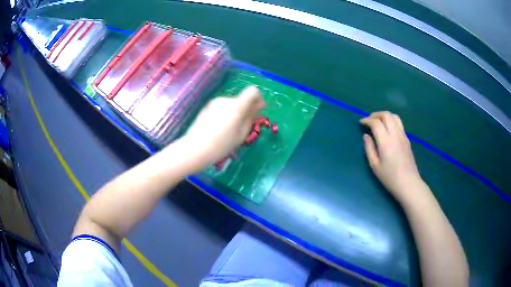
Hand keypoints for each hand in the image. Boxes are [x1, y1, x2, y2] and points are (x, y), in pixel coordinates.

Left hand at [181, 86, 263, 169]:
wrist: (196, 148)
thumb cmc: (222, 144)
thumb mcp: (242, 133)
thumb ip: (251, 117)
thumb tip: (259, 106)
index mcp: (237, 105)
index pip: (253, 91)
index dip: (258, 99)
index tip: (257, 111)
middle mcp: (226, 99)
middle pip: (241, 100)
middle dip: (244, 110)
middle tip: (242, 128)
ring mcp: (215, 102)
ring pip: (230, 105)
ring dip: (233, 114)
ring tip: (228, 131)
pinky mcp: (206, 107)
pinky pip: (221, 108)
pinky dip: (224, 115)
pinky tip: (217, 130)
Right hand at [360, 112, 421, 201]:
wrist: (408, 183)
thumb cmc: (390, 177)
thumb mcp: (375, 165)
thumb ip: (369, 148)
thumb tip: (366, 136)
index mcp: (386, 141)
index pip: (376, 123)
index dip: (367, 120)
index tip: (361, 123)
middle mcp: (395, 134)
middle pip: (386, 115)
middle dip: (376, 114)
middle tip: (369, 120)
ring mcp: (403, 135)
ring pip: (394, 116)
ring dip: (385, 115)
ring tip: (378, 122)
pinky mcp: (407, 139)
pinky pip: (399, 123)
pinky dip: (391, 121)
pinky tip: (387, 129)